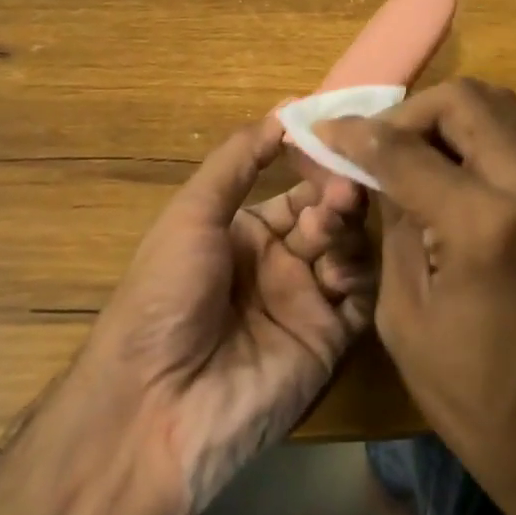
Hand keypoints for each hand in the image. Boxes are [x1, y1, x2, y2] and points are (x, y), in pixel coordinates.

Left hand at [80, 118, 375, 514]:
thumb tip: (285, 109)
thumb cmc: (166, 296)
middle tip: (341, 186)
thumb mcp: (191, 215)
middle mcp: (280, 263)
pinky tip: (337, 270)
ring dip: (345, 229)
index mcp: (246, 233)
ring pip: (349, 249)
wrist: (156, 405)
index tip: (336, 140)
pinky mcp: (328, 340)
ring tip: (332, 221)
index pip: (298, 189)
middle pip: (329, 215)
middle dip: (336, 194)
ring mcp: (306, 301)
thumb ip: (237, 160)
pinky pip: (359, 297)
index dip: (316, 166)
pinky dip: (358, 276)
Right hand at [318, 79, 515, 514]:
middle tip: (377, 147)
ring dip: (447, 119)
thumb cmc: (483, 403)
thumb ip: (395, 228)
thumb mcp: (408, 320)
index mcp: (486, 225)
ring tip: (411, 156)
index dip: (357, 135)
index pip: (406, 148)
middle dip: (409, 113)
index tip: (327, 133)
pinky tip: (450, 173)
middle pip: (464, 100)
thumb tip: (381, 173)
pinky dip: (478, 136)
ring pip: (500, 106)